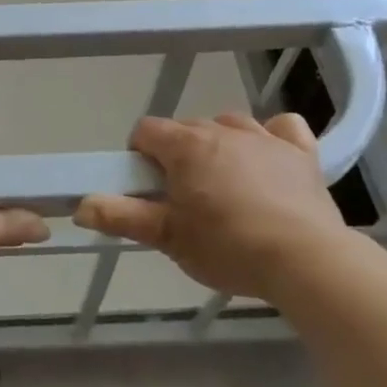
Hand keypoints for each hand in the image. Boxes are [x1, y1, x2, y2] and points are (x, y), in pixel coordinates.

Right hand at [72, 113, 352, 298]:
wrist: (306, 261)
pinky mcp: (301, 153)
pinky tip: (269, 159)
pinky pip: (283, 128)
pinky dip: (273, 138)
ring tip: (224, 183)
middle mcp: (223, 130)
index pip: (146, 131)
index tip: (148, 188)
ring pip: (230, 125)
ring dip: (220, 145)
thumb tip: (80, 205)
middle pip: (186, 128)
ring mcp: (265, 138)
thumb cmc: (228, 247)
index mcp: (186, 146)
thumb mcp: (168, 238)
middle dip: (178, 155)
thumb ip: (122, 217)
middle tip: (184, 199)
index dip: (140, 156)